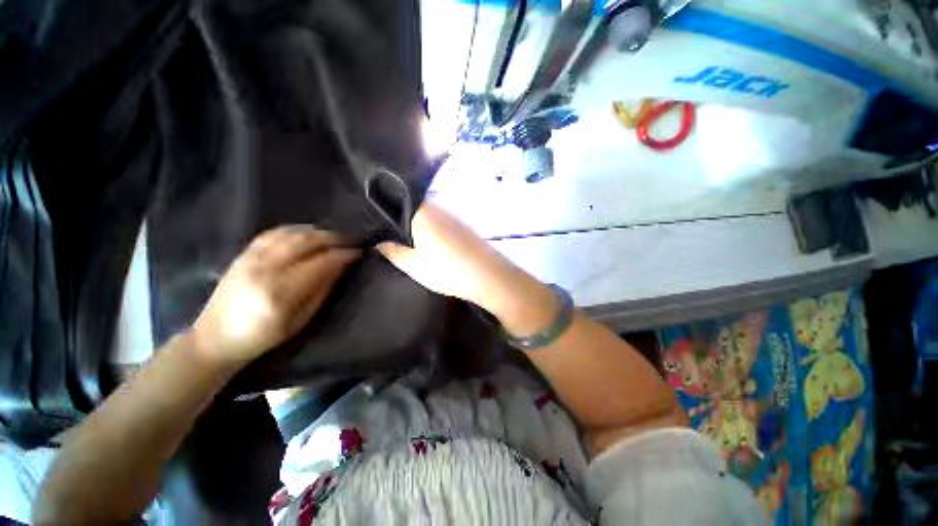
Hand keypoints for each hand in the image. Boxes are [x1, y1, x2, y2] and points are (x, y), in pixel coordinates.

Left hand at [192, 226, 359, 366]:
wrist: (215, 338)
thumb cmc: (263, 337)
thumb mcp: (301, 320)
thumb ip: (322, 290)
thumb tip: (341, 267)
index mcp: (281, 292)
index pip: (321, 263)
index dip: (343, 255)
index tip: (358, 253)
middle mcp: (265, 270)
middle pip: (306, 242)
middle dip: (334, 238)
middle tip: (351, 240)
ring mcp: (251, 259)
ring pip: (291, 234)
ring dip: (318, 232)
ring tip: (335, 236)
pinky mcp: (243, 254)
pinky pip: (273, 233)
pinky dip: (295, 230)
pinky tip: (308, 232)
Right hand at [378, 202, 561, 336]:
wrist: (490, 275)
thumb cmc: (448, 271)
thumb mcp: (414, 266)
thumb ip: (393, 251)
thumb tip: (378, 242)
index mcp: (421, 212)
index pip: (393, 203)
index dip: (383, 216)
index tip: (377, 229)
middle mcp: (437, 206)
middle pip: (411, 208)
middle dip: (401, 222)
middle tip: (394, 240)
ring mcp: (453, 213)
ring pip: (427, 215)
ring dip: (419, 226)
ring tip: (413, 244)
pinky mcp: (464, 223)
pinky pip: (441, 221)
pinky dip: (434, 230)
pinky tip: (435, 245)